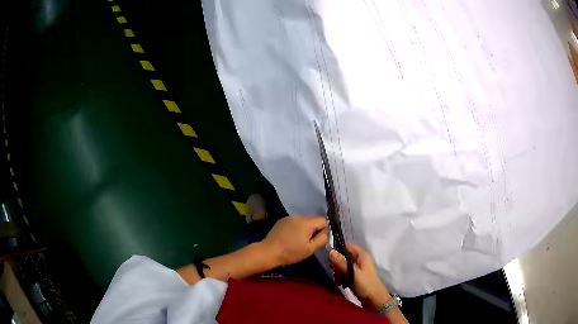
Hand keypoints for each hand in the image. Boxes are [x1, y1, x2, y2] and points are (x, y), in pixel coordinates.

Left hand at [262, 216, 327, 266]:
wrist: (269, 252)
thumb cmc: (291, 252)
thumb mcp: (310, 249)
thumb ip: (322, 238)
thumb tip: (327, 231)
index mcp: (307, 222)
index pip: (323, 220)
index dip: (325, 229)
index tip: (319, 239)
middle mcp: (299, 216)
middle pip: (313, 219)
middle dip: (314, 229)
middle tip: (309, 242)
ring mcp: (289, 217)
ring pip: (304, 221)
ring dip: (305, 229)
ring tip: (299, 241)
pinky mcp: (282, 220)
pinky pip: (295, 222)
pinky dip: (296, 228)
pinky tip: (291, 238)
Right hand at [329, 243, 390, 309]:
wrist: (374, 299)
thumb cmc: (365, 285)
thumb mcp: (352, 273)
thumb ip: (341, 263)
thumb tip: (330, 251)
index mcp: (362, 255)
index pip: (347, 246)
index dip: (338, 251)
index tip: (331, 260)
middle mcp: (360, 259)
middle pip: (343, 257)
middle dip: (337, 266)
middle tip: (337, 274)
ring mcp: (358, 268)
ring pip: (343, 266)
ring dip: (339, 274)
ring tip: (339, 282)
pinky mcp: (356, 276)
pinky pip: (345, 273)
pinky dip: (342, 278)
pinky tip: (342, 284)